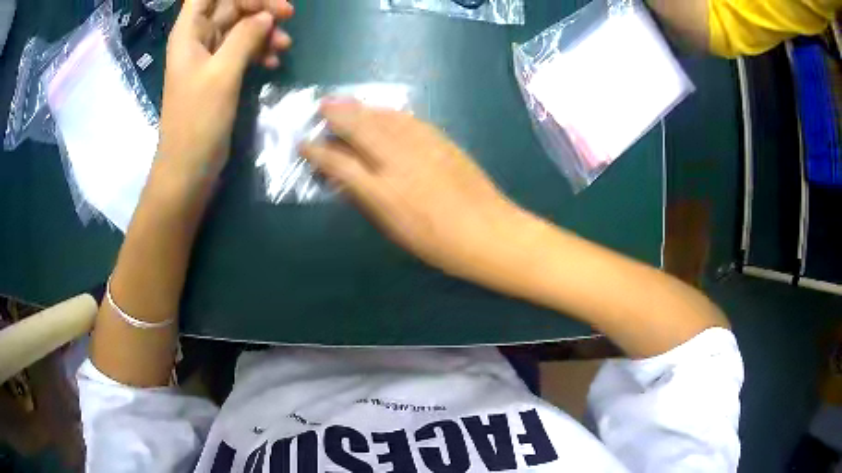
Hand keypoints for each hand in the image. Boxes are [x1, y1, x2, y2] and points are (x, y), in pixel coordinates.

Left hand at [158, 0, 293, 177]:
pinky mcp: (220, 73)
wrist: (189, 168)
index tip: (265, 2)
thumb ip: (245, 37)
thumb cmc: (197, 122)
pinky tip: (273, 61)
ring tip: (284, 46)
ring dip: (264, 30)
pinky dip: (260, 50)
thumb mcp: (221, 74)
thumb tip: (267, 16)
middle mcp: (198, 38)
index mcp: (189, 32)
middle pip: (230, 5)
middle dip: (259, 7)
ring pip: (241, 26)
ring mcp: (209, 56)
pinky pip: (243, 48)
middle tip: (287, 16)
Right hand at [302, 101, 525, 277]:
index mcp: (383, 193)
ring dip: (359, 107)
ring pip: (383, 118)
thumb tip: (345, 179)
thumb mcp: (395, 231)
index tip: (304, 144)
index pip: (340, 163)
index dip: (318, 152)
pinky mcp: (441, 140)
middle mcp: (398, 163)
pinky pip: (408, 119)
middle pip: (360, 129)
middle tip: (320, 107)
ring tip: (342, 101)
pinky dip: (388, 113)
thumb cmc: (439, 245)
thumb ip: (367, 201)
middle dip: (336, 115)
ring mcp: (422, 147)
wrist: (490, 232)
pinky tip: (379, 110)